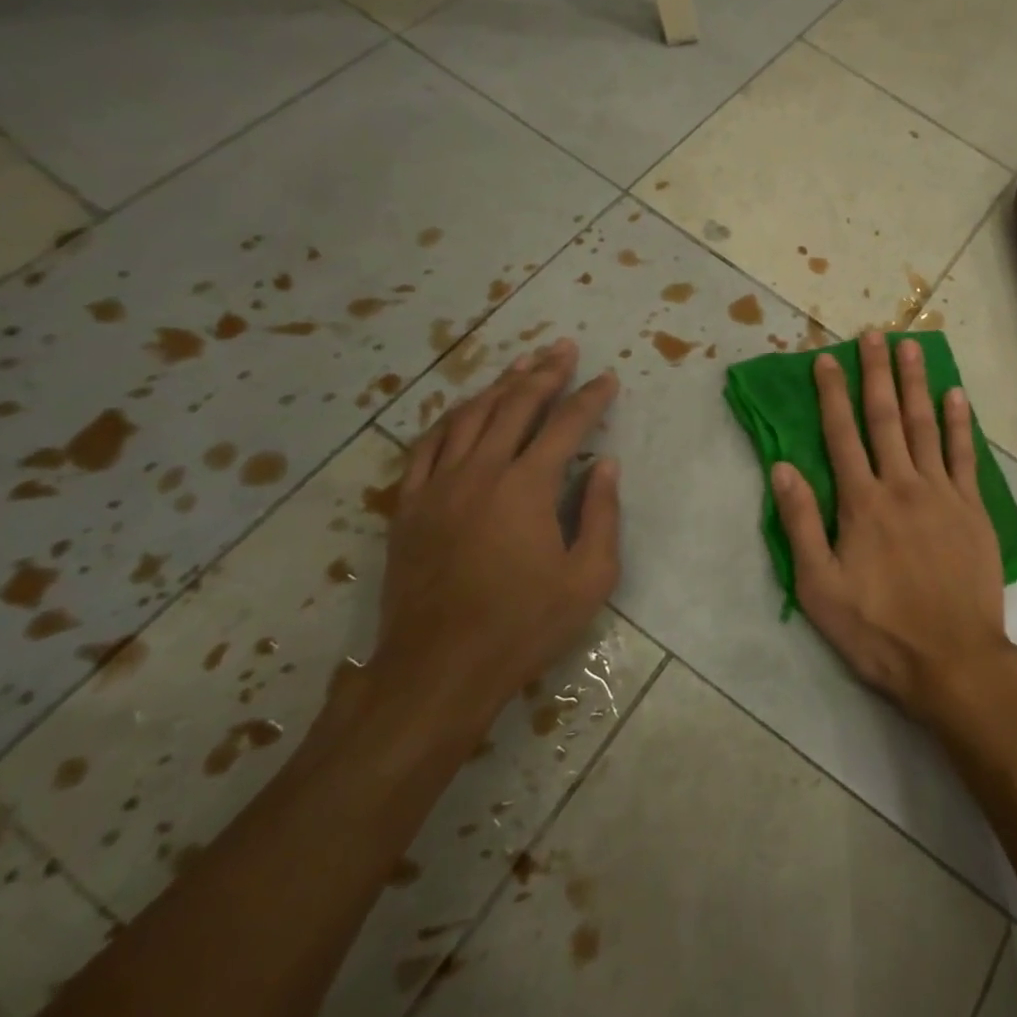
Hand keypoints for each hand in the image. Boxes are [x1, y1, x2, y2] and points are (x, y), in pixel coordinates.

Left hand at [377, 339, 620, 715]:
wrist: (438, 668)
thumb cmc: (523, 625)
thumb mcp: (589, 578)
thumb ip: (601, 514)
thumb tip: (606, 465)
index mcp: (528, 486)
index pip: (567, 424)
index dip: (591, 397)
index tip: (608, 378)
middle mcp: (481, 471)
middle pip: (515, 405)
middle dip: (545, 373)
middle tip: (563, 348)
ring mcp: (438, 485)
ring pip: (469, 416)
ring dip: (499, 386)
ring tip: (521, 365)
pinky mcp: (409, 505)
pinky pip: (426, 446)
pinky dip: (448, 419)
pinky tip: (462, 410)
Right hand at [771, 331, 1016, 725]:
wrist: (953, 661)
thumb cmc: (878, 629)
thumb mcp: (819, 588)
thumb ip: (800, 524)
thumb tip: (782, 467)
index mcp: (862, 502)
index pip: (841, 434)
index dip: (831, 394)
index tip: (825, 359)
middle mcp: (902, 485)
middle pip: (886, 417)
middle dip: (877, 373)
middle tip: (873, 333)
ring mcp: (942, 493)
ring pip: (926, 425)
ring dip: (916, 383)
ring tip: (911, 346)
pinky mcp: (973, 509)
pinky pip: (964, 455)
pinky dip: (960, 423)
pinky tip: (956, 395)